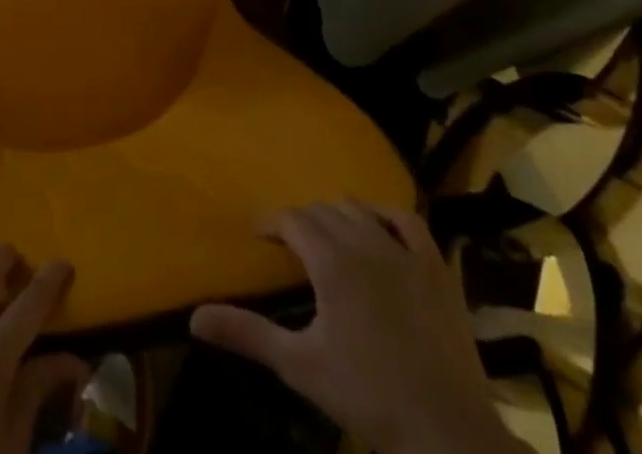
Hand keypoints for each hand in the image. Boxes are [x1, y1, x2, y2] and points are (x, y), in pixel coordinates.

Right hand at [191, 202, 516, 453]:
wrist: (447, 433)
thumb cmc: (368, 397)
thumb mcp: (300, 365)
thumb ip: (248, 334)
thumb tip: (194, 318)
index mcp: (331, 260)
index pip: (292, 220)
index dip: (272, 223)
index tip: (259, 236)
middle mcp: (365, 242)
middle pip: (323, 211)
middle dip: (302, 221)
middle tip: (291, 244)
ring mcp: (405, 252)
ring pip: (360, 210)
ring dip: (338, 216)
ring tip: (328, 237)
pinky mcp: (437, 269)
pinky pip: (409, 221)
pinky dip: (388, 215)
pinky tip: (381, 227)